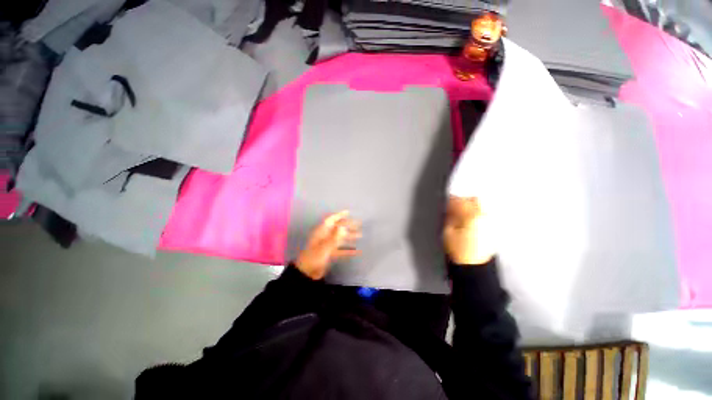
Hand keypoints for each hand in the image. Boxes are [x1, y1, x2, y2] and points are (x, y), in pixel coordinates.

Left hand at [296, 210, 361, 279]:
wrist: (307, 273)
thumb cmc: (314, 257)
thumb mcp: (324, 247)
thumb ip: (334, 238)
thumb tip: (343, 227)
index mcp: (322, 232)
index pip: (331, 220)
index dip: (339, 215)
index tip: (349, 212)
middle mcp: (325, 237)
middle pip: (337, 228)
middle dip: (348, 225)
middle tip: (359, 224)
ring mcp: (328, 246)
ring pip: (340, 238)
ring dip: (350, 237)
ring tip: (360, 235)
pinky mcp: (330, 254)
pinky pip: (341, 250)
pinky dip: (349, 250)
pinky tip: (357, 251)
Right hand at [443, 196, 494, 264]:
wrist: (475, 267)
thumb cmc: (458, 250)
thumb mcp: (448, 233)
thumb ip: (450, 217)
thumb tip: (450, 207)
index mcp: (472, 217)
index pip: (460, 202)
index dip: (451, 200)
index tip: (446, 201)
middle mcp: (485, 217)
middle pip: (475, 200)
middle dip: (463, 201)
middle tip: (454, 207)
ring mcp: (491, 223)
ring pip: (481, 207)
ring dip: (471, 207)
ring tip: (462, 214)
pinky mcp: (493, 229)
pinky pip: (485, 215)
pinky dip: (477, 214)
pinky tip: (470, 221)